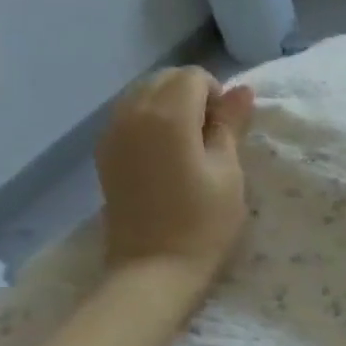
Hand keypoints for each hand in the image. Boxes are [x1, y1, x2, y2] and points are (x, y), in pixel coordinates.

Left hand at [94, 67, 255, 278]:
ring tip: (189, 148)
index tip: (228, 130)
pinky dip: (150, 122)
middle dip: (192, 95)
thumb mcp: (229, 172)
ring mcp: (112, 133)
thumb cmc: (204, 223)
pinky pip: (129, 116)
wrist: (153, 269)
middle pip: (165, 79)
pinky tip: (166, 157)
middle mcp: (133, 113)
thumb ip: (230, 125)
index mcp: (168, 115)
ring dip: (170, 107)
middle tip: (212, 137)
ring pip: (144, 95)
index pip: (194, 76)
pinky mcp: (105, 153)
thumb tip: (240, 89)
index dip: (217, 95)